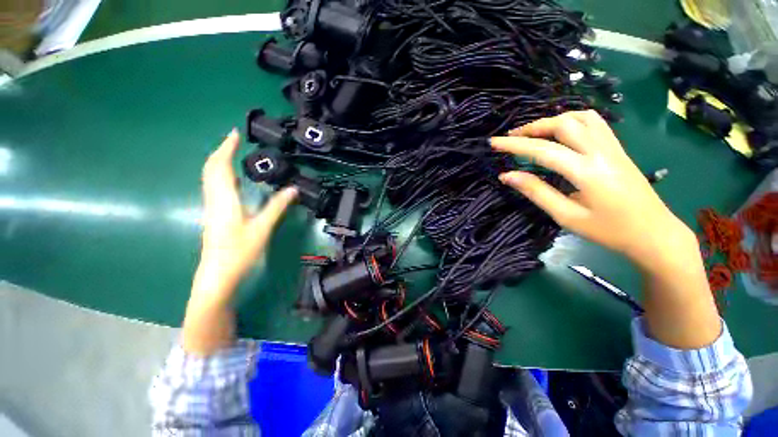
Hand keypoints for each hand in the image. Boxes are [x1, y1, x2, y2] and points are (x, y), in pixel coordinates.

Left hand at [191, 129, 297, 305]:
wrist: (217, 274)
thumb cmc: (239, 251)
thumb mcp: (262, 228)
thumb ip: (277, 206)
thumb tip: (293, 189)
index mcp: (224, 199)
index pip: (220, 167)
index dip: (226, 148)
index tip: (235, 134)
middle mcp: (213, 199)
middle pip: (211, 169)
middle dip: (221, 151)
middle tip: (235, 140)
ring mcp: (211, 207)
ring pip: (210, 178)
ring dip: (220, 162)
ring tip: (234, 154)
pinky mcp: (214, 214)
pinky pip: (214, 187)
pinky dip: (221, 175)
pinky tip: (232, 179)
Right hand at [491, 110, 694, 268]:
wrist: (654, 233)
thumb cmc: (609, 231)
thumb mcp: (566, 216)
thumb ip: (536, 192)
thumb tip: (508, 176)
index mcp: (587, 172)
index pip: (543, 150)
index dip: (515, 145)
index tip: (494, 143)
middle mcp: (601, 152)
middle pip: (563, 124)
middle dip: (532, 127)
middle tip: (511, 138)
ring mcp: (613, 147)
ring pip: (581, 118)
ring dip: (553, 120)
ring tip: (534, 133)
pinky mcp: (618, 149)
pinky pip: (595, 123)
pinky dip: (572, 120)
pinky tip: (561, 132)